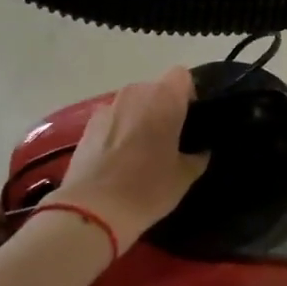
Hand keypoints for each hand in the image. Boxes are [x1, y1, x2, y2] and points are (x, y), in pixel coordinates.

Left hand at [51, 67, 208, 249]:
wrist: (92, 209)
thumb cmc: (147, 189)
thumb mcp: (184, 177)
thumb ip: (197, 156)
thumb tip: (200, 150)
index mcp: (164, 99)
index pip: (182, 76)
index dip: (187, 94)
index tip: (189, 120)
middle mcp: (135, 94)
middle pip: (155, 90)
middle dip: (162, 109)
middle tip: (168, 140)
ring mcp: (108, 107)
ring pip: (132, 105)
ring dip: (139, 119)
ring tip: (140, 152)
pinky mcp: (87, 125)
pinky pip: (112, 120)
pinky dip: (118, 132)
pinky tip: (118, 160)